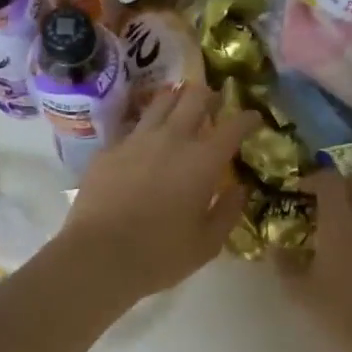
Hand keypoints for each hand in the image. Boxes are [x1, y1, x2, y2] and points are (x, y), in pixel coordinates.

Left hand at [61, 84, 254, 298]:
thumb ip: (228, 212)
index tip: (254, 119)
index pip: (234, 125)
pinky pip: (132, 129)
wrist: (97, 256)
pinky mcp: (108, 150)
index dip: (248, 118)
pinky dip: (145, 130)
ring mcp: (136, 140)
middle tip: (214, 103)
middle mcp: (171, 139)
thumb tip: (240, 189)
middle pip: (194, 97)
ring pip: (160, 102)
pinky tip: (144, 145)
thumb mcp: (206, 244)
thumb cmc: (159, 255)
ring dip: (176, 101)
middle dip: (209, 95)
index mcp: (203, 160)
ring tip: (179, 108)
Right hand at [280, 170, 351, 351]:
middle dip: (340, 183)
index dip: (313, 179)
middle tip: (323, 202)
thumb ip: (284, 263)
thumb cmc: (338, 315)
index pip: (329, 179)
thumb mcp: (299, 292)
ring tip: (347, 218)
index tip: (299, 191)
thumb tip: (276, 246)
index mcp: (340, 219)